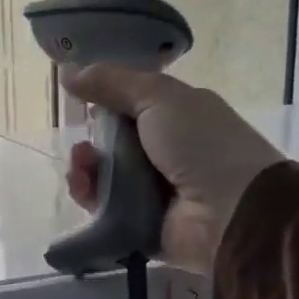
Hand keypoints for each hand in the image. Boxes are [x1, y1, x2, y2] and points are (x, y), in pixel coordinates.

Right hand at [61, 65, 283, 275]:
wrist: (232, 211)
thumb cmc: (202, 144)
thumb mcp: (160, 97)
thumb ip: (113, 82)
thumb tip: (67, 72)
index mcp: (178, 118)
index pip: (131, 107)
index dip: (104, 104)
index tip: (80, 102)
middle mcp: (166, 154)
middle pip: (113, 144)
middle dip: (90, 141)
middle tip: (81, 144)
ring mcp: (153, 192)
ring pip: (104, 177)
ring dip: (85, 168)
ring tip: (80, 167)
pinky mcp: (140, 225)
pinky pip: (104, 210)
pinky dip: (89, 198)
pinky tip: (83, 188)